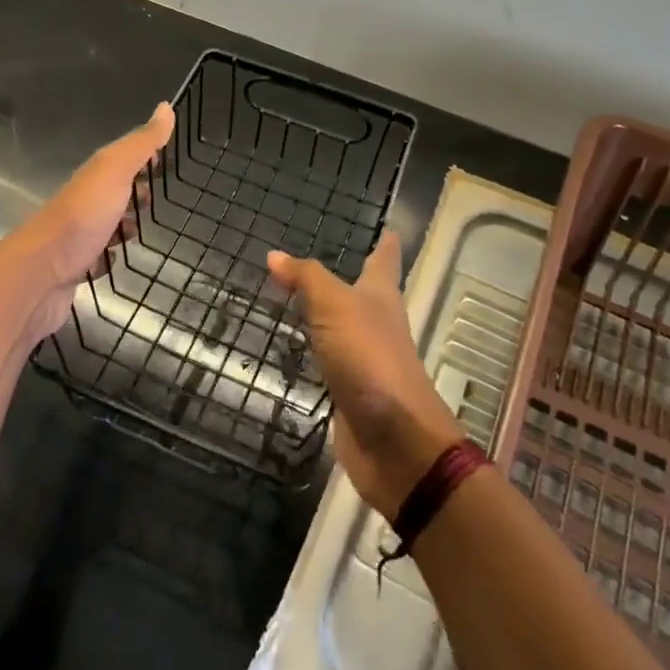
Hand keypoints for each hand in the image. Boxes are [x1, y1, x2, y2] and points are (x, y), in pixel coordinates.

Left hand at [0, 101, 174, 344]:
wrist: (40, 273)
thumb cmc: (82, 217)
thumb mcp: (115, 171)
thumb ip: (141, 143)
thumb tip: (166, 106)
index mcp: (93, 176)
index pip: (121, 158)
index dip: (142, 157)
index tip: (165, 159)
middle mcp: (83, 202)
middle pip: (113, 192)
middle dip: (135, 193)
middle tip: (157, 200)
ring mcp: (77, 236)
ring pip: (105, 224)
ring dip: (123, 225)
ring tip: (142, 231)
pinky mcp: (75, 267)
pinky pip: (96, 258)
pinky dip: (108, 258)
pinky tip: (116, 261)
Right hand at [267, 232, 463, 520]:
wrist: (394, 441)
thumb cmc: (370, 358)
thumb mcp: (335, 306)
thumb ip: (306, 278)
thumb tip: (275, 255)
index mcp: (381, 298)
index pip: (384, 261)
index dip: (385, 244)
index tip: (389, 228)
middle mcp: (376, 325)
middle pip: (366, 294)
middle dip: (350, 277)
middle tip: (320, 259)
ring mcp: (364, 361)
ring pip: (344, 328)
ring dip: (327, 315)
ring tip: (298, 298)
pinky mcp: (349, 393)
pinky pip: (328, 362)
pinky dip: (314, 352)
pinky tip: (296, 350)